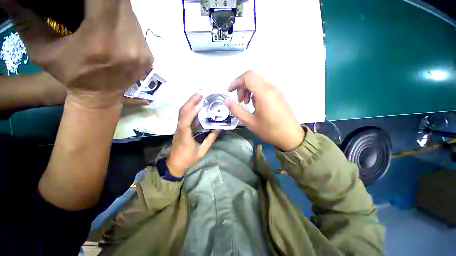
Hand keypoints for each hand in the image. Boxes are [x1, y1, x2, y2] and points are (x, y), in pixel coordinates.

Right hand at [5, 0, 152, 108]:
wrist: (102, 97)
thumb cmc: (70, 77)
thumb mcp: (43, 51)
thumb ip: (29, 20)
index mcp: (100, 39)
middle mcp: (128, 43)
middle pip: (121, 4)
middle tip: (95, 2)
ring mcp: (142, 51)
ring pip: (131, 15)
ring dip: (117, 8)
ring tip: (103, 10)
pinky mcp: (149, 57)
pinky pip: (139, 30)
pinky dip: (126, 22)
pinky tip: (116, 25)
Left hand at [167, 93, 220, 177]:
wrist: (175, 163)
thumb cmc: (188, 158)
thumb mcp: (202, 150)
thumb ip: (210, 139)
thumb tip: (218, 128)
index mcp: (184, 135)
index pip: (186, 120)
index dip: (193, 111)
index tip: (201, 103)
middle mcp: (180, 128)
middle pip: (182, 112)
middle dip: (190, 101)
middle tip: (200, 93)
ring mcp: (178, 127)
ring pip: (181, 112)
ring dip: (189, 103)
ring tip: (198, 96)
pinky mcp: (180, 127)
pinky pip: (183, 115)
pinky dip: (189, 108)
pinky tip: (195, 105)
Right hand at [224, 71, 304, 150]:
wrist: (291, 136)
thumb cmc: (269, 131)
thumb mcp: (249, 122)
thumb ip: (236, 110)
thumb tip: (226, 100)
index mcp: (264, 93)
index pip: (248, 76)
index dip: (236, 82)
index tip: (230, 92)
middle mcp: (271, 88)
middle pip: (252, 77)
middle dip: (241, 86)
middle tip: (239, 101)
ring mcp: (277, 90)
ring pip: (258, 82)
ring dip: (248, 89)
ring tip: (246, 103)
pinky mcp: (279, 94)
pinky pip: (264, 87)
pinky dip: (256, 92)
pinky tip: (255, 104)